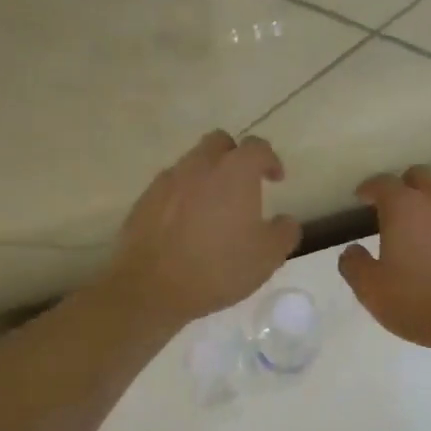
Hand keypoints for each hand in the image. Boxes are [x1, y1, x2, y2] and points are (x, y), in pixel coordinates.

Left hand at [105, 131, 300, 327]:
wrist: (152, 287)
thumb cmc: (218, 268)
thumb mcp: (268, 257)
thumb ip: (284, 232)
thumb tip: (285, 221)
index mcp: (235, 172)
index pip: (257, 148)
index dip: (270, 160)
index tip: (276, 179)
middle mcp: (200, 166)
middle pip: (219, 143)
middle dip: (234, 156)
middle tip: (243, 185)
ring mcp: (168, 181)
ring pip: (192, 164)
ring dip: (207, 177)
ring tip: (214, 208)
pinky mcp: (145, 200)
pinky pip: (171, 187)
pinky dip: (183, 197)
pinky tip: (187, 225)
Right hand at [338, 166, 430, 361]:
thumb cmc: (422, 303)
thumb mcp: (373, 292)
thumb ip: (355, 266)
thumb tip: (352, 251)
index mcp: (405, 208)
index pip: (383, 183)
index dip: (370, 188)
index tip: (362, 198)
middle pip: (420, 177)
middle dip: (404, 188)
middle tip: (394, 212)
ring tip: (425, 240)